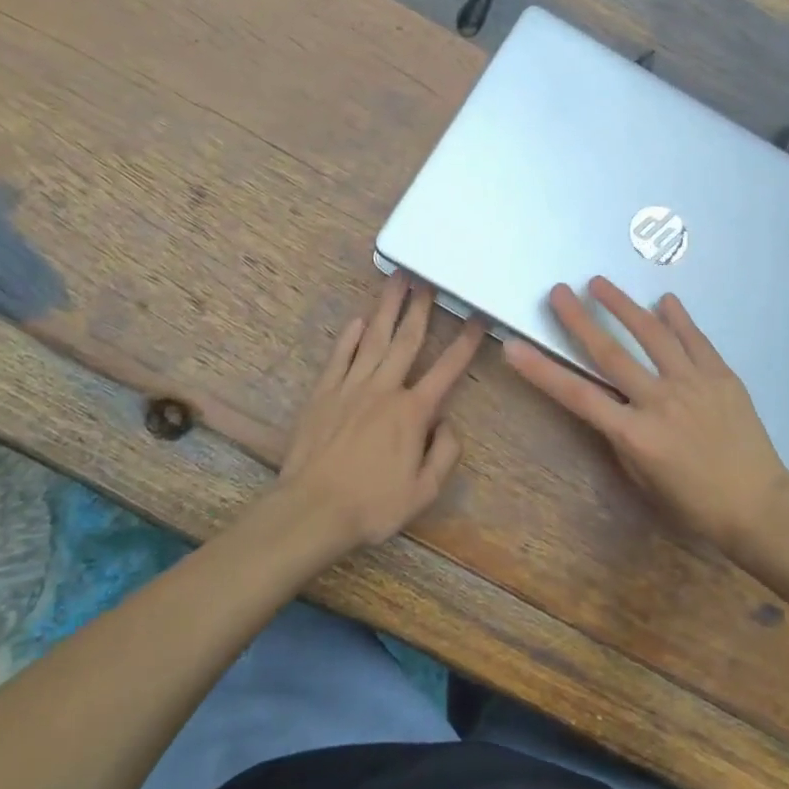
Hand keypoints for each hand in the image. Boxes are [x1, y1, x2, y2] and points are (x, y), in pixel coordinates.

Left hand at [278, 274, 483, 551]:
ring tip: (397, 280)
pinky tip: (359, 320)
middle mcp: (384, 389)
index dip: (466, 342)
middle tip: (428, 277)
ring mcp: (351, 387)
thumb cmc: (371, 505)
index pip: (447, 369)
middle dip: (421, 307)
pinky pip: (340, 357)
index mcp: (412, 412)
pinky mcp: (324, 393)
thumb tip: (449, 424)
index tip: (478, 317)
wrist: (311, 511)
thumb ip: (445, 454)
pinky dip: (350, 337)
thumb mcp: (423, 492)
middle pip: (407, 340)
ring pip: (374, 339)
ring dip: (388, 308)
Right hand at [503, 277, 788, 555]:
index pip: (578, 396)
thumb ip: (622, 438)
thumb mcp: (644, 480)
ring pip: (652, 335)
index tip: (514, 346)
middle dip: (579, 320)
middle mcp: (660, 402)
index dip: (542, 371)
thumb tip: (610, 401)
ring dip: (623, 305)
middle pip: (610, 354)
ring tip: (599, 282)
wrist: (759, 506)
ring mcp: (693, 384)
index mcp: (636, 436)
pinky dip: (678, 317)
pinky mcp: (721, 376)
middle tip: (557, 291)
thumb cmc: (695, 504)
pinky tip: (664, 299)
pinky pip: (695, 339)